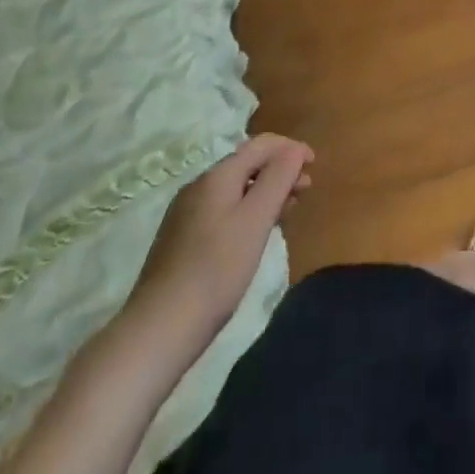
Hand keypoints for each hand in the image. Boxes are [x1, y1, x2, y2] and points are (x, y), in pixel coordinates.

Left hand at [115, 135, 313, 372]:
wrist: (159, 329)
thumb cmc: (216, 270)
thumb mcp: (256, 220)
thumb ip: (278, 178)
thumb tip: (294, 149)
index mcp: (217, 177)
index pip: (261, 144)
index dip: (291, 149)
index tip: (315, 166)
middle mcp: (198, 187)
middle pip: (248, 164)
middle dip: (280, 170)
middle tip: (305, 191)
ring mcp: (186, 214)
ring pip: (236, 189)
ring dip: (266, 192)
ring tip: (287, 211)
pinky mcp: (182, 240)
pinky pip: (224, 210)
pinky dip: (248, 211)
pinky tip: (256, 234)